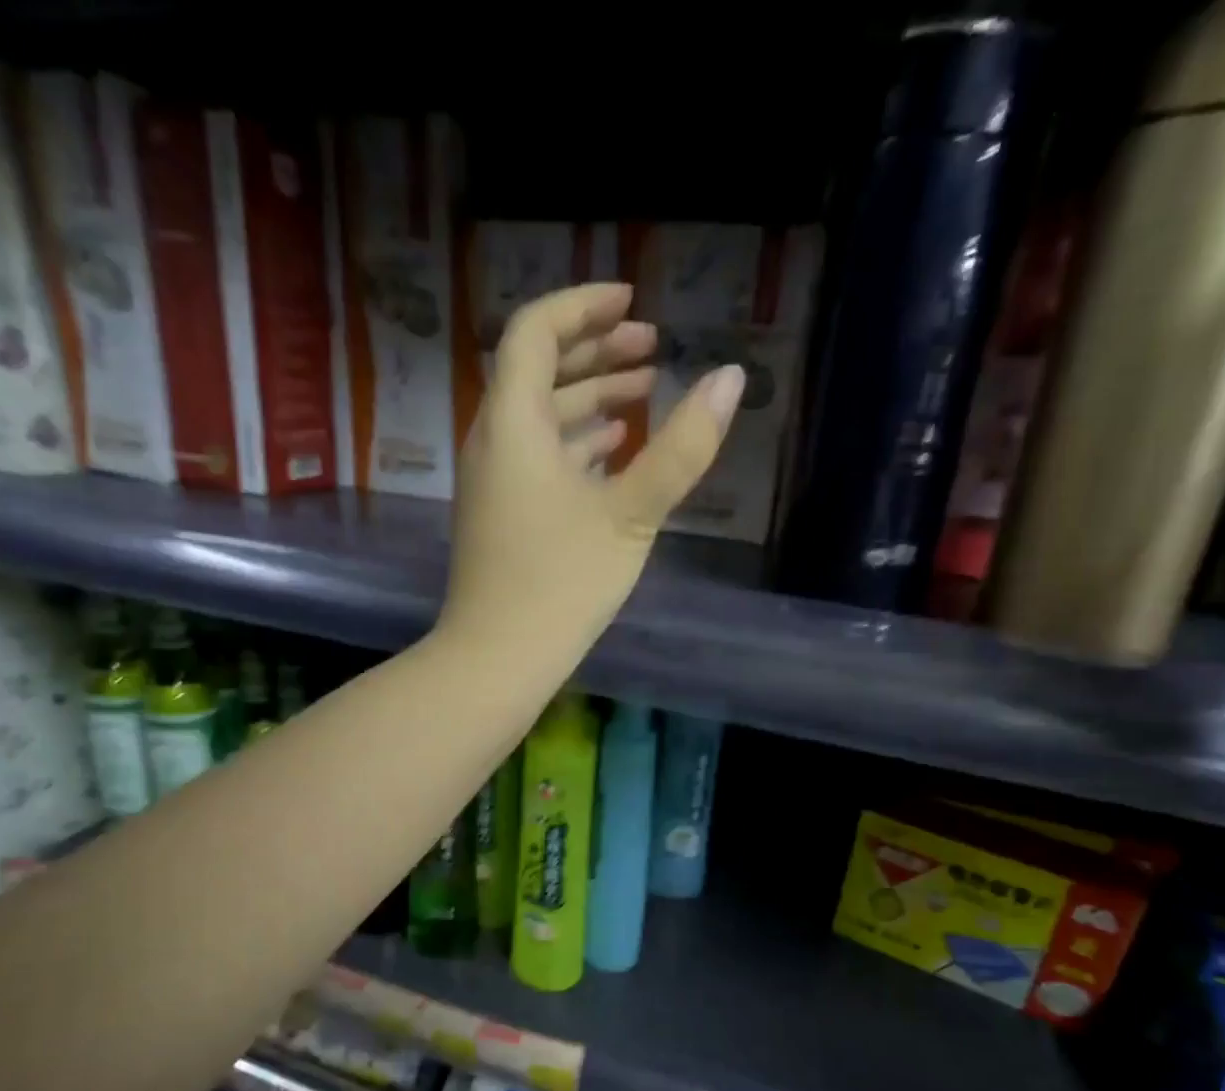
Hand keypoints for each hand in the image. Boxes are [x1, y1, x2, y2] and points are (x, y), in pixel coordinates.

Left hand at [439, 282, 744, 653]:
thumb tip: (731, 378)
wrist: (498, 657)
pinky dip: (576, 442)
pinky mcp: (503, 513)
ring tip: (645, 393)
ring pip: (541, 418)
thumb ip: (682, 448)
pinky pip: (538, 456)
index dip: (582, 306)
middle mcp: (494, 440)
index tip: (632, 300)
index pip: (535, 332)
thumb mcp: (631, 515)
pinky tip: (614, 450)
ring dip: (590, 398)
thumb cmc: (562, 583)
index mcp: (513, 424)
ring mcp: (494, 480)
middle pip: (538, 371)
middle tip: (652, 346)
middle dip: (596, 351)